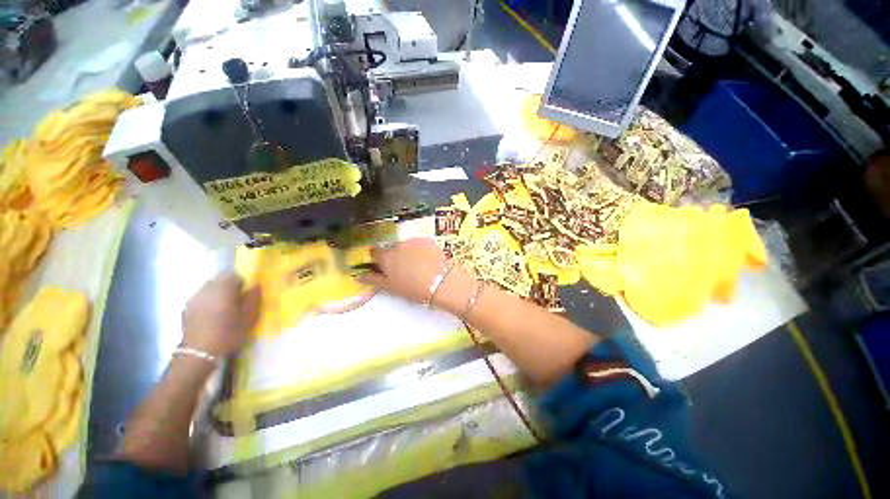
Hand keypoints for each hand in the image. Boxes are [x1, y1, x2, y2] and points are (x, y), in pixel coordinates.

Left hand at [182, 274, 260, 356]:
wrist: (197, 354)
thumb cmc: (227, 334)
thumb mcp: (248, 318)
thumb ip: (253, 299)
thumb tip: (256, 286)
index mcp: (222, 289)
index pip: (232, 275)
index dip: (241, 282)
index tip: (245, 294)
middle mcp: (205, 290)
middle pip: (218, 280)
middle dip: (228, 287)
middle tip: (236, 301)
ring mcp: (193, 299)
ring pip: (209, 289)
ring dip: (218, 294)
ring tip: (224, 309)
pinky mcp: (187, 309)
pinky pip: (201, 298)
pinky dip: (208, 302)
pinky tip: (212, 316)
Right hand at [359, 238, 476, 312]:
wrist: (441, 282)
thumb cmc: (414, 288)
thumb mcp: (391, 288)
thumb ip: (373, 280)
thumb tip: (359, 275)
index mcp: (387, 257)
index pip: (374, 252)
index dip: (377, 258)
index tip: (382, 265)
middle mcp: (398, 245)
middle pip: (392, 249)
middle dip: (395, 256)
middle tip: (404, 269)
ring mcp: (414, 241)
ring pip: (406, 246)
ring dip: (408, 252)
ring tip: (418, 265)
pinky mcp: (427, 240)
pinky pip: (419, 244)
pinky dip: (420, 250)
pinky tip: (427, 260)